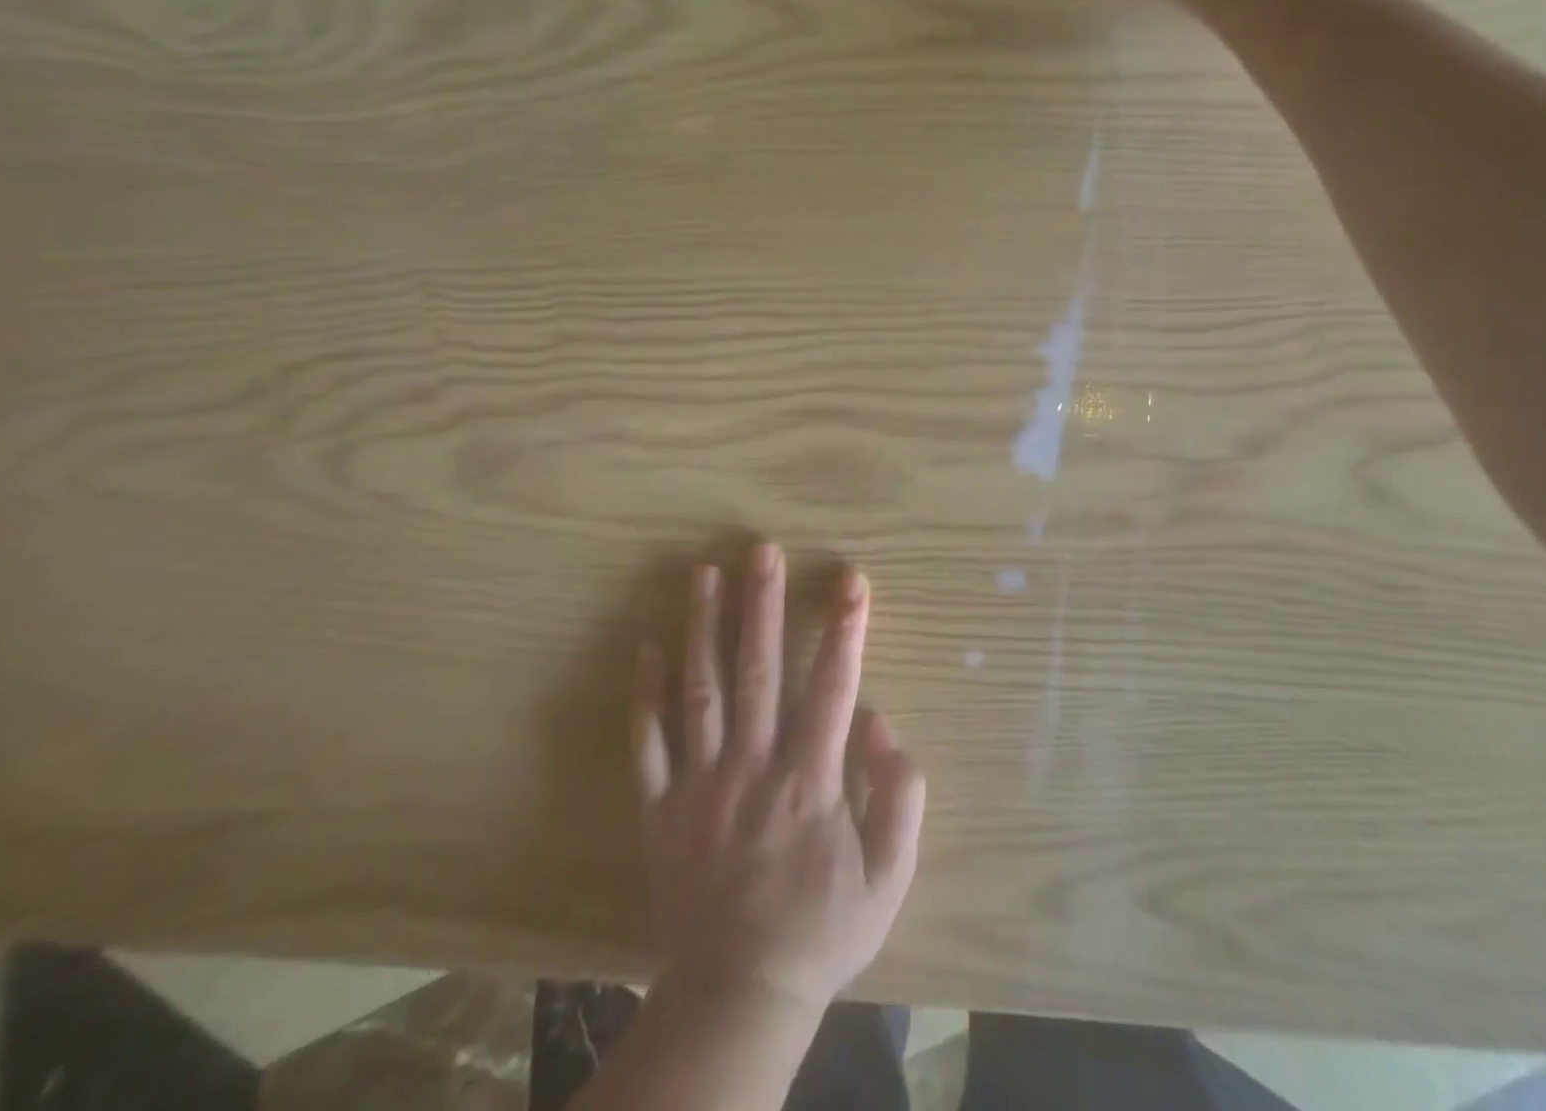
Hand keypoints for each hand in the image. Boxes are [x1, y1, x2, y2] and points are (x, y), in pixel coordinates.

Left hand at [631, 542, 926, 1014]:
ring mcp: (700, 783)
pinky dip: (646, 694)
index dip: (845, 629)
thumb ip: (899, 797)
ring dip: (703, 628)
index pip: (833, 687)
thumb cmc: (821, 930)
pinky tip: (648, 647)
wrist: (738, 995)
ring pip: (701, 691)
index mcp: (810, 780)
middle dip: (763, 604)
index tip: (851, 579)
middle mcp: (753, 767)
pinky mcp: (661, 807)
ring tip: (705, 574)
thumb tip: (880, 722)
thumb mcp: (889, 878)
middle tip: (761, 550)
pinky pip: (649, 743)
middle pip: (759, 671)